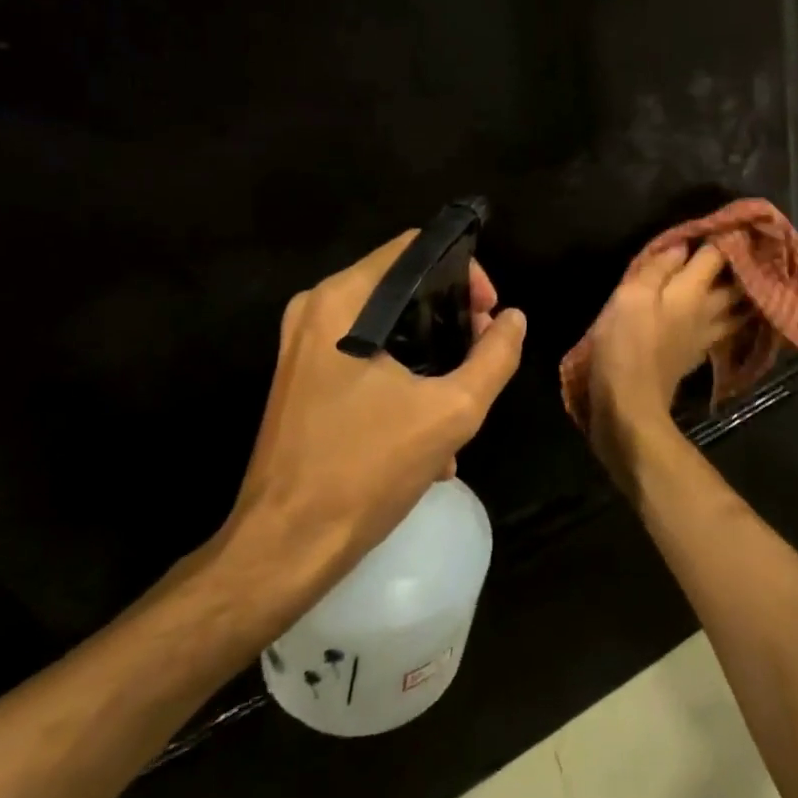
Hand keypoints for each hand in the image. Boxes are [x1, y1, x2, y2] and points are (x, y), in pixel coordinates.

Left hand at [206, 232, 525, 637]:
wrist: (283, 549)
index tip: (490, 314)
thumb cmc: (365, 470)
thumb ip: (495, 357)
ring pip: (388, 324)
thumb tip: (513, 320)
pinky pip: (365, 355)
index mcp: (343, 300)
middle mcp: (316, 308)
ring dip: (432, 354)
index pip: (416, 248)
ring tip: (463, 398)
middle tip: (484, 355)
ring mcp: (302, 345)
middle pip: (403, 285)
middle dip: (453, 318)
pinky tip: (429, 430)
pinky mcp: (301, 378)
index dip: (465, 272)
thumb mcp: (451, 412)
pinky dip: (402, 376)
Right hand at [581, 243, 739, 492]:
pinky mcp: (695, 357)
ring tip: (751, 280)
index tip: (732, 220)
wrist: (630, 405)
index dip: (725, 236)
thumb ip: (658, 268)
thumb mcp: (631, 296)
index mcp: (692, 291)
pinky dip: (732, 320)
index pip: (717, 256)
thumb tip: (684, 244)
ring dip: (747, 294)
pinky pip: (724, 331)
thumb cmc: (626, 344)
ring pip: (737, 310)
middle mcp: (707, 312)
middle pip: (736, 284)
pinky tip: (729, 318)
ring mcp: (705, 338)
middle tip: (750, 246)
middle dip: (745, 264)